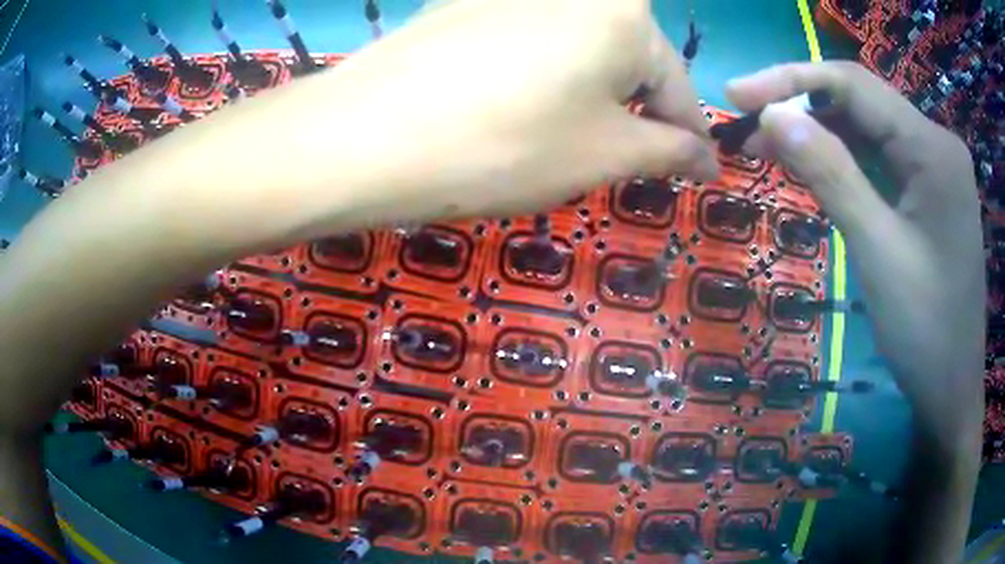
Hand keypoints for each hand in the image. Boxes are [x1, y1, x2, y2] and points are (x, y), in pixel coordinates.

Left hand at [301, 0, 717, 220]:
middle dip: (638, 113)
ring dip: (591, 95)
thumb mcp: (604, 154)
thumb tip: (707, 160)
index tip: (701, 171)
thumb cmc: (507, 145)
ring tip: (568, 138)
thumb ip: (667, 151)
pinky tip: (515, 107)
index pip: (678, 87)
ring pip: (579, 52)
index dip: (691, 136)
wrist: (368, 134)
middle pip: (629, 61)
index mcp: (624, 16)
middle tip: (631, 160)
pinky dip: (542, 77)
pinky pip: (530, 44)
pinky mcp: (467, 6)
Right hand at [727, 62, 983, 560]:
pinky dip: (846, 160)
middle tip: (746, 130)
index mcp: (933, 148)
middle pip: (862, 103)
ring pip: (869, 129)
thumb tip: (772, 115)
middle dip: (803, 108)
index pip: (854, 84)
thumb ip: (830, 173)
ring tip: (769, 150)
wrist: (952, 388)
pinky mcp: (931, 190)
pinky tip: (816, 170)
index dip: (790, 80)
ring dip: (821, 134)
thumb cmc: (924, 330)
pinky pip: (882, 158)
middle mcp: (937, 143)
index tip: (736, 94)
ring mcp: (936, 166)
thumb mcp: (876, 251)